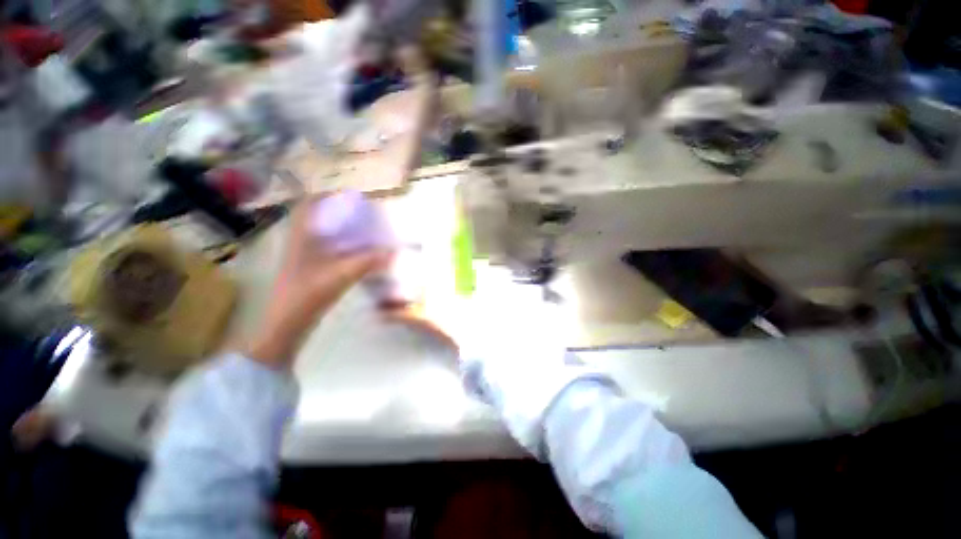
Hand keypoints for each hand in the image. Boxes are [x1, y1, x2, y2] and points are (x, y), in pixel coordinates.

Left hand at [246, 197, 390, 367]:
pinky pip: (327, 248)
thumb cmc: (308, 292)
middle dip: (339, 212)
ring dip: (341, 229)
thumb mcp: (342, 274)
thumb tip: (393, 252)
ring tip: (364, 231)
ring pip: (323, 233)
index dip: (328, 196)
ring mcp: (304, 255)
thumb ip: (369, 261)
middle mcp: (301, 240)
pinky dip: (342, 245)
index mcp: (302, 235)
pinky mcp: (309, 268)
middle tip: (362, 215)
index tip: (351, 197)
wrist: (287, 322)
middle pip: (318, 217)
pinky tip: (358, 253)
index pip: (309, 204)